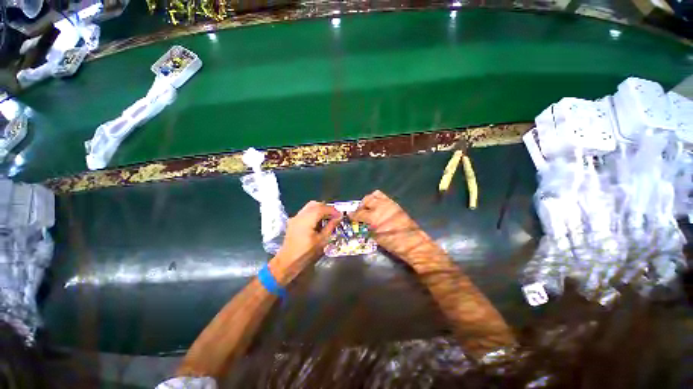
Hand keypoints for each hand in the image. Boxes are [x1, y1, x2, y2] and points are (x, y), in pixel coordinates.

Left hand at [272, 201, 340, 282]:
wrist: (287, 261)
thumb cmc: (306, 253)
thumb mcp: (321, 240)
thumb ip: (330, 226)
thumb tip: (339, 217)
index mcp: (306, 220)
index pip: (322, 208)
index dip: (332, 210)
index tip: (340, 215)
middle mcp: (300, 215)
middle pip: (315, 204)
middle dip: (326, 208)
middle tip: (334, 215)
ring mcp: (295, 217)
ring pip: (310, 207)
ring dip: (320, 209)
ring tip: (328, 218)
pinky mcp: (293, 221)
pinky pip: (305, 212)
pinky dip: (314, 213)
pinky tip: (318, 222)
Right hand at [351, 190, 435, 262]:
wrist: (413, 243)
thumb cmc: (393, 243)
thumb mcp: (376, 238)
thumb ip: (367, 227)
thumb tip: (362, 223)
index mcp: (374, 217)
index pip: (359, 213)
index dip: (352, 215)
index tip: (349, 215)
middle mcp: (381, 207)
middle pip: (366, 200)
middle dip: (361, 206)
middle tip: (359, 212)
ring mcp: (389, 203)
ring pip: (375, 195)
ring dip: (369, 200)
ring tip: (369, 207)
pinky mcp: (395, 204)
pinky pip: (384, 197)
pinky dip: (378, 200)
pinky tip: (378, 208)